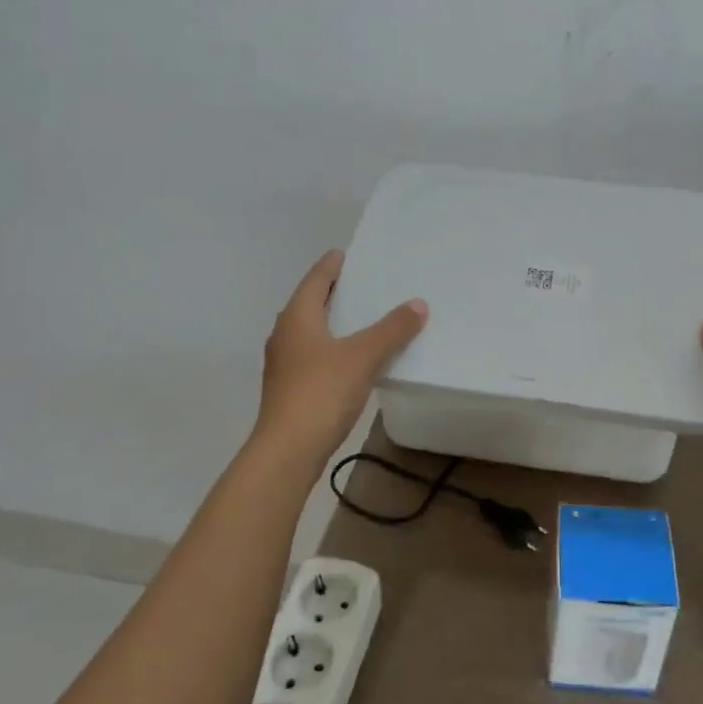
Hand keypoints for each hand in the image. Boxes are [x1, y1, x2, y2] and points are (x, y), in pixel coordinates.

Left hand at [254, 250, 427, 458]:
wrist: (287, 450)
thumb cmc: (321, 392)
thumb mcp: (363, 356)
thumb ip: (391, 329)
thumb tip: (417, 304)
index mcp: (297, 317)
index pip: (315, 280)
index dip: (331, 266)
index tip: (345, 253)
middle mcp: (285, 335)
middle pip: (310, 304)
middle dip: (334, 293)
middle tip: (363, 283)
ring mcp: (284, 364)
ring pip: (311, 332)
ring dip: (333, 322)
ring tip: (363, 318)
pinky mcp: (290, 388)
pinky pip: (315, 355)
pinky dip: (333, 348)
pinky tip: (353, 358)